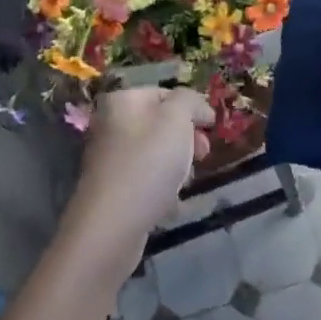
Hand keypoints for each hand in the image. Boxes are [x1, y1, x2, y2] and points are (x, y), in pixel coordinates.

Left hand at [61, 88, 212, 275]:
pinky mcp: (112, 190)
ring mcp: (109, 159)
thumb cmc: (148, 163)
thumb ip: (190, 101)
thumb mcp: (177, 119)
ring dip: (177, 165)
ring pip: (155, 154)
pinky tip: (170, 203)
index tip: (211, 128)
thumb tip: (197, 107)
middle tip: (203, 154)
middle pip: (160, 124)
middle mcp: (110, 125)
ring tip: (184, 182)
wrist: (112, 225)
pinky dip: (162, 188)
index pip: (165, 94)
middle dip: (186, 139)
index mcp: (121, 101)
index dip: (192, 108)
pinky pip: (146, 180)